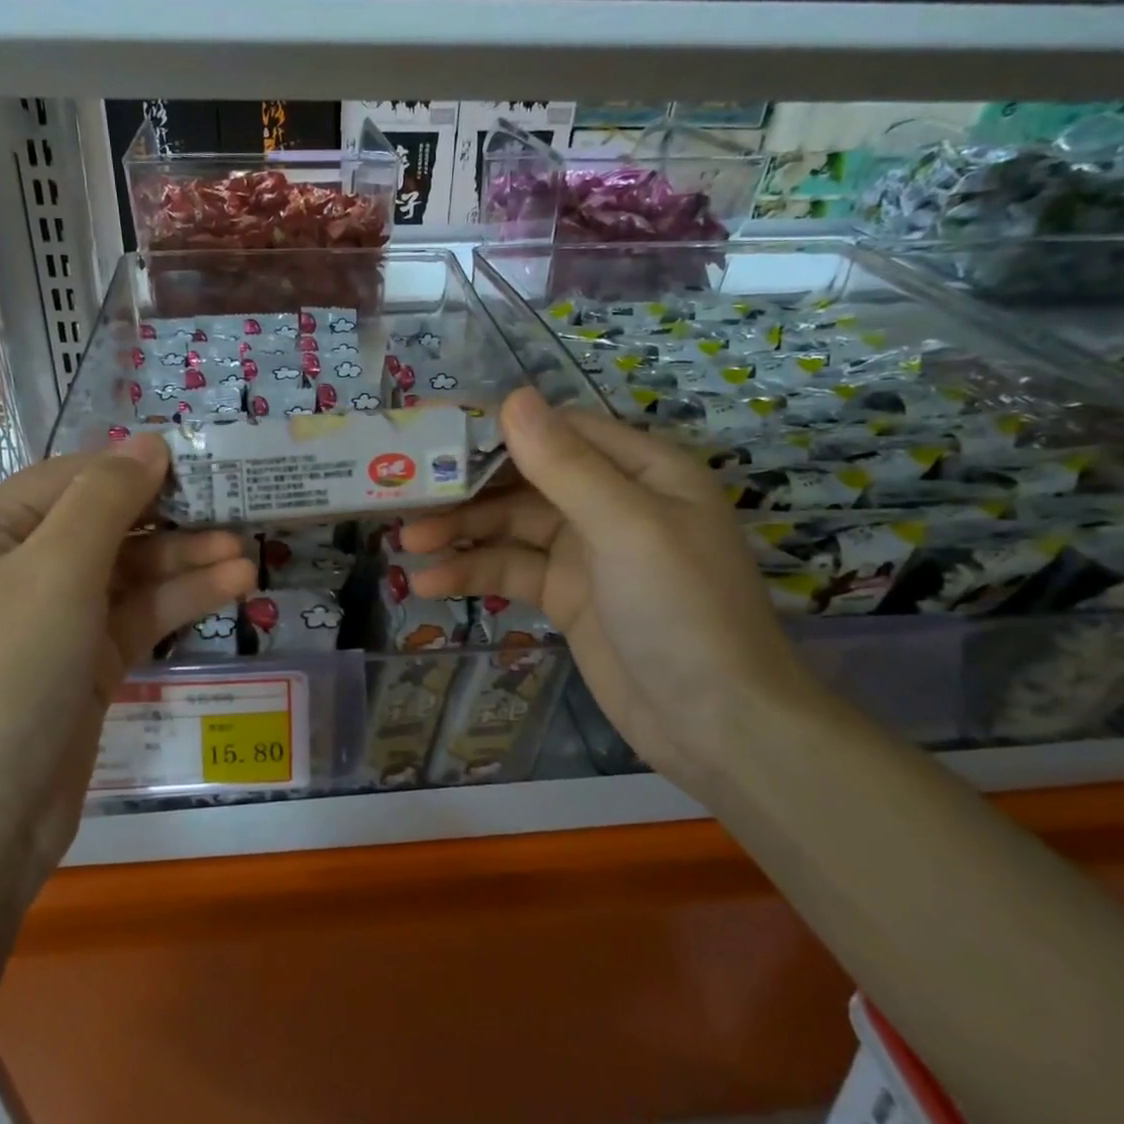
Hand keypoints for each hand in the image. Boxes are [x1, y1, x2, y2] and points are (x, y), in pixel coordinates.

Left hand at [0, 438, 256, 886]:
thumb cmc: (4, 673)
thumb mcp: (55, 570)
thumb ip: (105, 499)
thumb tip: (148, 442)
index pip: (71, 479)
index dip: (133, 467)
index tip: (199, 462)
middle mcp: (17, 570)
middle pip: (105, 525)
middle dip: (169, 518)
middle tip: (236, 508)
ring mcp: (54, 621)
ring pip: (129, 574)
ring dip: (185, 561)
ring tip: (247, 553)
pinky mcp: (86, 666)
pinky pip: (138, 616)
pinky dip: (180, 601)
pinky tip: (232, 585)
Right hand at [400, 389, 818, 785]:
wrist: (716, 727)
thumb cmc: (682, 610)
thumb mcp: (626, 527)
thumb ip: (565, 464)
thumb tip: (512, 397)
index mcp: (642, 469)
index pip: (560, 430)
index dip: (499, 430)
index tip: (436, 434)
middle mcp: (613, 501)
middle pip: (526, 479)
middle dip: (469, 488)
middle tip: (406, 496)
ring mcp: (587, 551)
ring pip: (511, 526)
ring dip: (461, 532)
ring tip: (407, 542)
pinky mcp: (566, 595)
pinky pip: (512, 570)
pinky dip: (473, 572)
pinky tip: (430, 584)